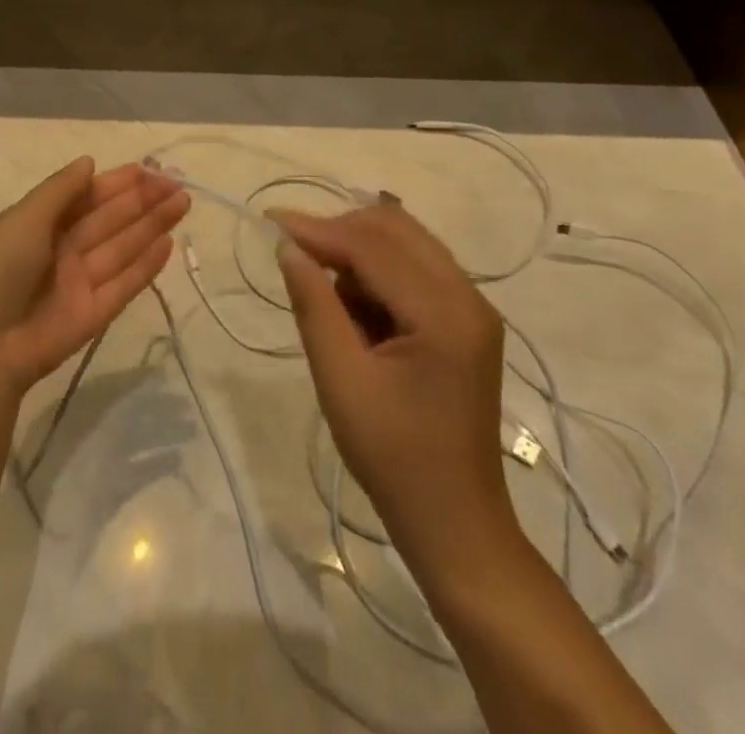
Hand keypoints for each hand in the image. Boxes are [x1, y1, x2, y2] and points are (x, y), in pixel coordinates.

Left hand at [0, 158, 188, 394]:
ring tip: (184, 202)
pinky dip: (147, 265)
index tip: (148, 169)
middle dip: (142, 200)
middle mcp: (62, 250)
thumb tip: (89, 161)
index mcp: (40, 224)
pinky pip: (125, 284)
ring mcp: (80, 283)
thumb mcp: (23, 219)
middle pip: (110, 219)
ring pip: (123, 247)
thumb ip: (60, 190)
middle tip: (178, 183)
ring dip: (152, 225)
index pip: (86, 197)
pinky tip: (169, 243)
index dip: (117, 183)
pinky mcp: (95, 315)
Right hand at [271, 204, 517, 574]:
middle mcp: (469, 297)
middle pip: (396, 230)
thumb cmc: (393, 457)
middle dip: (340, 232)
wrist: (454, 522)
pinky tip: (356, 311)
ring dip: (359, 252)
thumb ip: (314, 306)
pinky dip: (378, 273)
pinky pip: (415, 268)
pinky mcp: (467, 320)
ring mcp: (473, 307)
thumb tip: (289, 248)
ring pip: (406, 243)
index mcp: (445, 314)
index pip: (373, 247)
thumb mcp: (341, 380)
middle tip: (296, 255)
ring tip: (327, 295)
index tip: (271, 222)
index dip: (319, 229)